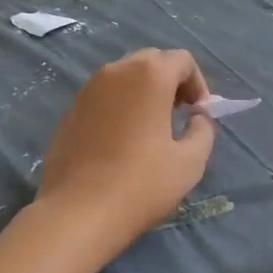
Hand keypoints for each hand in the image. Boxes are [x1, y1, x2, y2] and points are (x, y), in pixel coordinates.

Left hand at [38, 49, 216, 254]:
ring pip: (124, 77)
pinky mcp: (69, 111)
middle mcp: (116, 72)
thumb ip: (203, 131)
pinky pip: (103, 97)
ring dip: (143, 93)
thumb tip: (197, 118)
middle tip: (179, 116)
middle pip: (151, 62)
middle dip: (170, 82)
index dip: (198, 84)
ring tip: (150, 128)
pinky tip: (120, 142)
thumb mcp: (190, 162)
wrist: (77, 212)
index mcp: (149, 76)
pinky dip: (119, 107)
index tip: (199, 114)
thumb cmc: (141, 184)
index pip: (182, 60)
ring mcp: (87, 90)